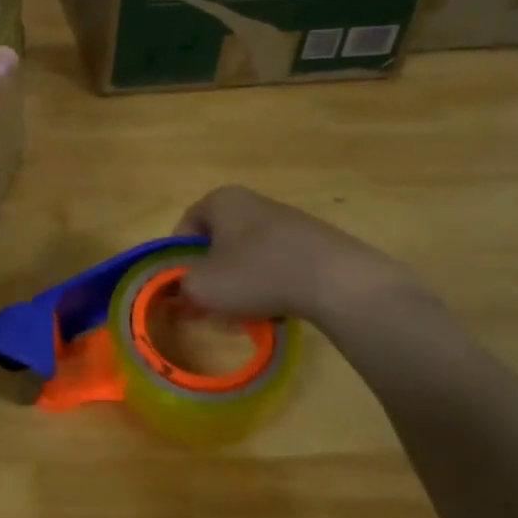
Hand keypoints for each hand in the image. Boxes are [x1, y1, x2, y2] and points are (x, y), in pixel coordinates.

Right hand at [173, 185, 418, 326]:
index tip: (182, 288)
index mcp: (222, 200)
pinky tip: (275, 311)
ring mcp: (289, 222)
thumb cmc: (257, 273)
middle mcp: (254, 202)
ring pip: (248, 257)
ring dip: (240, 286)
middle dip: (212, 277)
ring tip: (244, 316)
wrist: (339, 282)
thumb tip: (183, 291)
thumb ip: (181, 287)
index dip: (177, 260)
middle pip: (218, 243)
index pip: (185, 227)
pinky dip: (271, 287)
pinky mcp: (316, 244)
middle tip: (210, 306)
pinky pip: (279, 265)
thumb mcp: (202, 286)